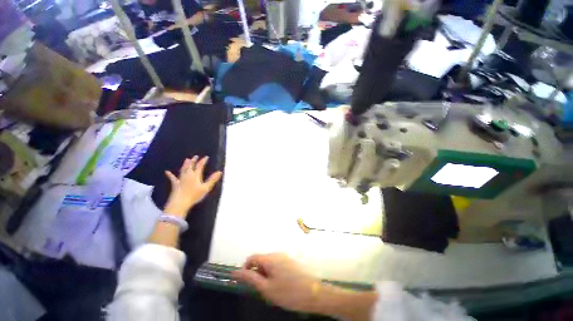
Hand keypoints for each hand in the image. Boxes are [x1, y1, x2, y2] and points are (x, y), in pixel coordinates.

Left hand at [164, 156, 222, 215]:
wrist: (180, 203)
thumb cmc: (194, 195)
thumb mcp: (206, 188)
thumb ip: (212, 179)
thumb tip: (219, 172)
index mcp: (195, 175)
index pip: (200, 166)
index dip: (203, 161)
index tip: (206, 157)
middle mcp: (188, 175)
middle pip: (190, 166)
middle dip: (193, 161)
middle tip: (195, 156)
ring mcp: (180, 179)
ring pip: (183, 169)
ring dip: (185, 164)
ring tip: (186, 159)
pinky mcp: (175, 184)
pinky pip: (172, 178)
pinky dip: (170, 174)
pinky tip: (166, 172)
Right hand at [232, 253, 318, 312]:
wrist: (312, 293)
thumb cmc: (287, 292)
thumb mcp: (266, 288)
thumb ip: (250, 278)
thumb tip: (236, 272)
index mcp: (270, 258)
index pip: (252, 258)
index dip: (245, 268)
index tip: (245, 282)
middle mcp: (277, 254)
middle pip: (261, 260)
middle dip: (257, 273)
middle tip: (261, 289)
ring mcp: (285, 257)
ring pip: (269, 263)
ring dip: (265, 274)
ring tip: (271, 289)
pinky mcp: (290, 261)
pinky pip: (277, 264)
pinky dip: (273, 273)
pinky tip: (279, 285)